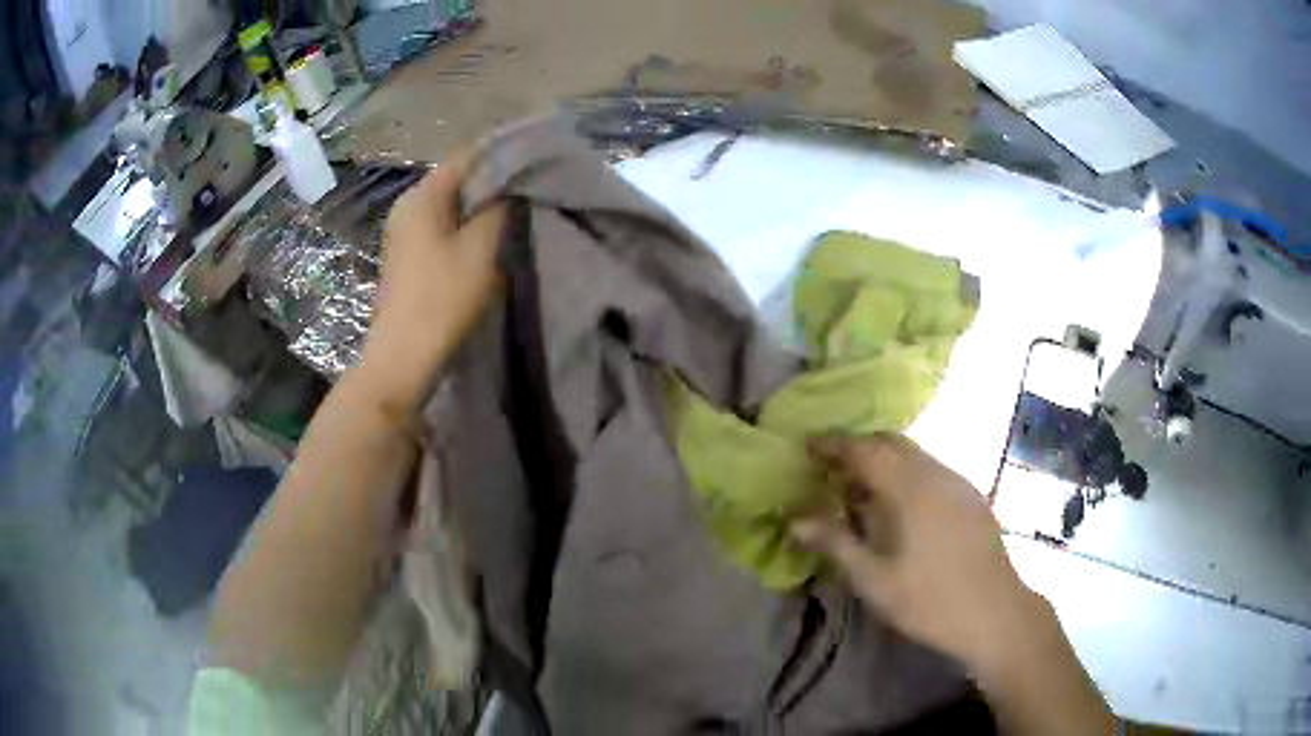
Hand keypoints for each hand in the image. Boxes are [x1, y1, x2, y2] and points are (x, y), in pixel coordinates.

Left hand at [359, 153, 507, 410]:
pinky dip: (464, 229)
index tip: (535, 164)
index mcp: (422, 194)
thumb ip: (500, 208)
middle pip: (457, 180)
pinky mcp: (406, 256)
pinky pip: (440, 228)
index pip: (467, 156)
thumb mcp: (482, 247)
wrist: (404, 355)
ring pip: (450, 206)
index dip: (503, 156)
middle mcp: (407, 205)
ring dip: (479, 209)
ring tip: (513, 217)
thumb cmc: (443, 297)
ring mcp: (402, 231)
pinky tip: (485, 242)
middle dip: (492, 184)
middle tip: (529, 193)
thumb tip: (510, 186)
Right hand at [792, 435, 1048, 675]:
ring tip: (861, 490)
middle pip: (891, 442)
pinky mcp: (971, 496)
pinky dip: (906, 473)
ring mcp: (958, 482)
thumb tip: (794, 521)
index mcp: (909, 488)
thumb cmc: (929, 600)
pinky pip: (931, 469)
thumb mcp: (874, 580)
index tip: (806, 447)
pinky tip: (900, 507)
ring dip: (883, 460)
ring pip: (914, 454)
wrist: (994, 612)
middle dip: (858, 447)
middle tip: (830, 469)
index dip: (833, 444)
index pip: (864, 449)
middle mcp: (935, 473)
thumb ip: (835, 544)